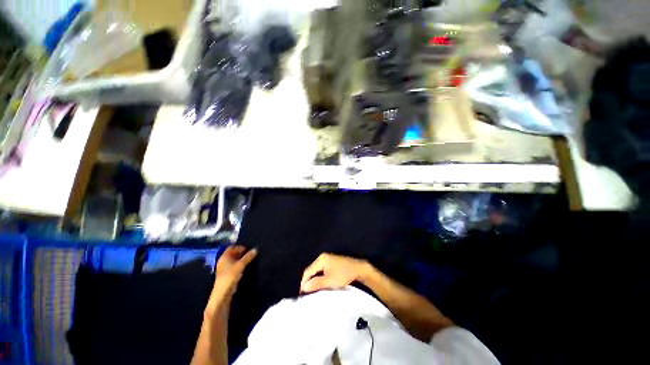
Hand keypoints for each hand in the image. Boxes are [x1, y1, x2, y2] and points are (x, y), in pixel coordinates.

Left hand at [206, 246, 256, 313]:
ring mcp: (225, 268)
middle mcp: (223, 261)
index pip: (232, 247)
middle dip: (242, 253)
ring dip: (241, 259)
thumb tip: (256, 249)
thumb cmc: (230, 277)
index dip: (240, 246)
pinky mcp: (227, 275)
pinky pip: (235, 266)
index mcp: (224, 256)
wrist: (222, 294)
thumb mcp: (241, 265)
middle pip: (233, 253)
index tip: (249, 248)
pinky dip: (240, 265)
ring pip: (234, 260)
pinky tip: (246, 267)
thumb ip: (248, 257)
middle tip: (251, 253)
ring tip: (251, 259)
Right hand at [300, 253, 368, 292]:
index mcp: (321, 259)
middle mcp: (322, 257)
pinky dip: (319, 277)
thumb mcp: (329, 281)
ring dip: (314, 280)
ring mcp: (327, 259)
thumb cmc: (343, 275)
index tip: (302, 294)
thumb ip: (316, 283)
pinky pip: (321, 270)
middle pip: (311, 270)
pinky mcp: (331, 263)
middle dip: (308, 281)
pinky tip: (320, 284)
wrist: (358, 269)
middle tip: (306, 293)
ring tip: (312, 291)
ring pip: (316, 271)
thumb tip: (304, 287)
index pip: (308, 271)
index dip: (304, 283)